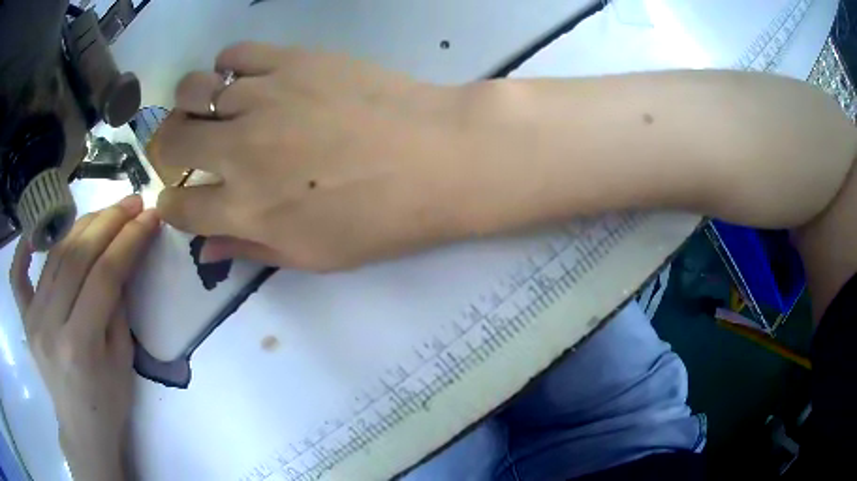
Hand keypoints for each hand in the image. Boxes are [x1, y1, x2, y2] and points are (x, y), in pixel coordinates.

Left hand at [10, 195, 159, 480]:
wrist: (82, 430)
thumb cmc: (109, 404)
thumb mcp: (123, 361)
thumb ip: (117, 307)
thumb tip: (120, 260)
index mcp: (80, 347)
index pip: (104, 276)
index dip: (129, 240)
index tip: (150, 217)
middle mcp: (50, 326)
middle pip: (76, 257)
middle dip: (108, 222)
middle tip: (131, 203)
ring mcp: (33, 320)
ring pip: (54, 257)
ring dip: (81, 226)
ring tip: (105, 212)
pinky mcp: (25, 319)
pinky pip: (17, 278)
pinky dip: (22, 251)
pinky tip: (34, 234)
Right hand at [153, 43, 478, 269]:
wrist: (439, 157)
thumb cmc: (382, 218)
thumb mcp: (314, 256)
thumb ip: (251, 248)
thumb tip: (206, 249)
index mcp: (244, 209)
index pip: (177, 206)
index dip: (172, 205)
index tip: (179, 198)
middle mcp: (239, 150)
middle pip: (172, 141)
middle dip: (169, 148)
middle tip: (188, 148)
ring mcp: (263, 98)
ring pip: (193, 90)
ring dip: (193, 104)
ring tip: (214, 110)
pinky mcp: (291, 61)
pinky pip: (236, 54)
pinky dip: (229, 66)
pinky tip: (247, 80)